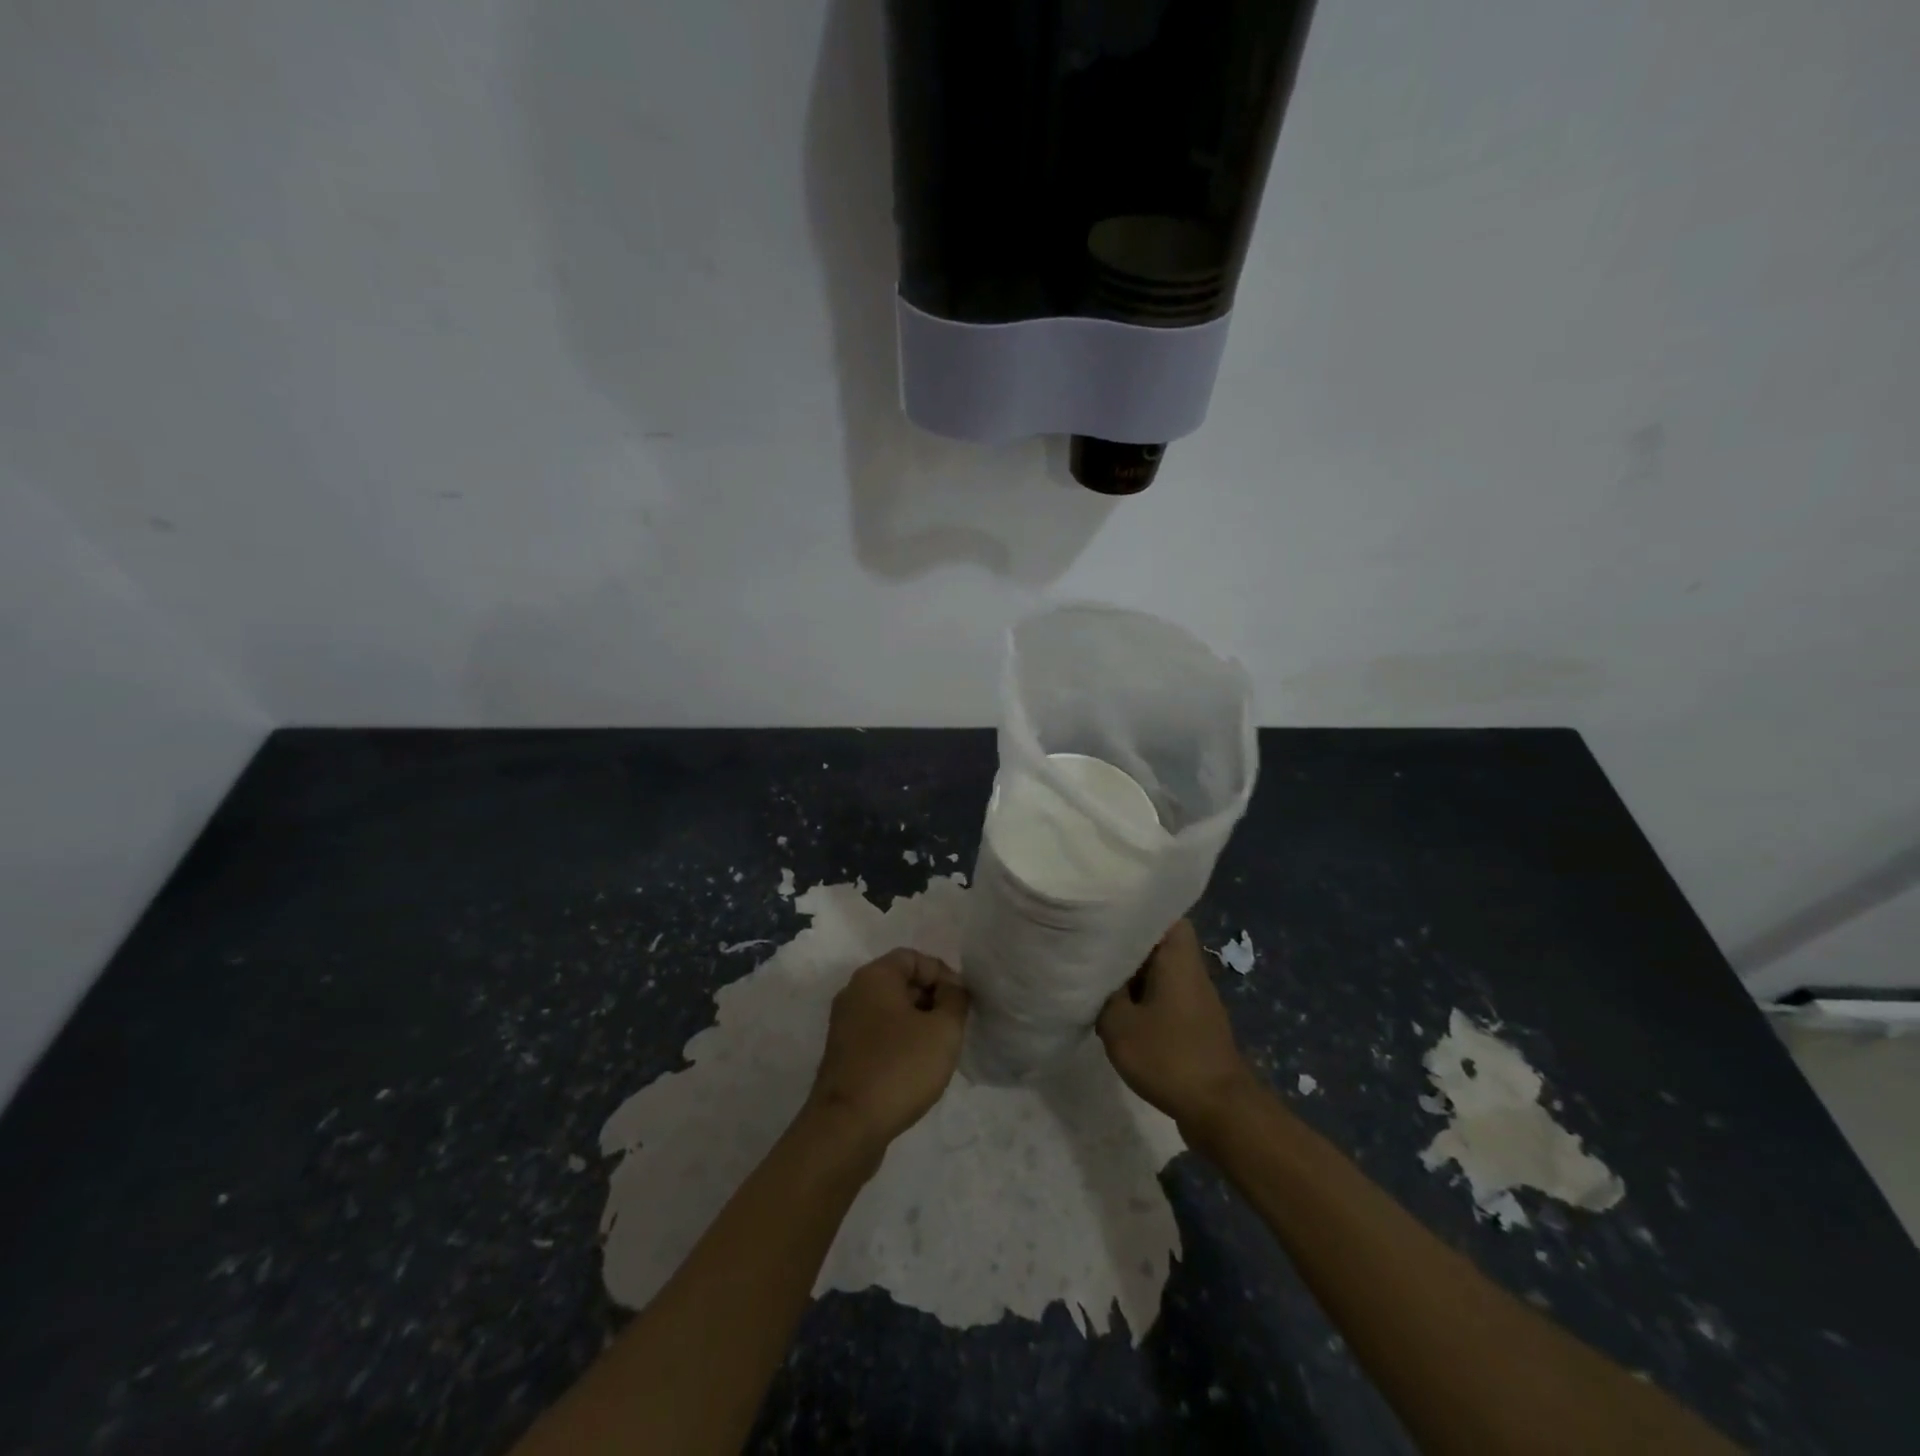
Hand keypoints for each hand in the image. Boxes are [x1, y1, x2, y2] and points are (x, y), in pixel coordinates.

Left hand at [806, 949, 969, 1149]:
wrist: (846, 1127)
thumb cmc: (899, 1068)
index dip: (943, 974)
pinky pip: (879, 1035)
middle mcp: (854, 993)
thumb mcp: (943, 1030)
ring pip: (890, 1011)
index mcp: (874, 977)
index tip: (961, 1004)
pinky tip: (915, 1070)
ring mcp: (844, 1025)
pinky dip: (900, 1043)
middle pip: (901, 982)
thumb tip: (953, 989)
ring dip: (918, 1024)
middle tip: (953, 1028)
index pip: (914, 957)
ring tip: (938, 1051)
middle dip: (932, 1000)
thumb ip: (956, 1000)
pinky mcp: (843, 1055)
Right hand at [1098, 920, 1257, 1131]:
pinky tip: (1117, 1012)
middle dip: (1126, 942)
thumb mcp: (1118, 1024)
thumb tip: (1095, 976)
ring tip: (1097, 976)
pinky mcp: (1194, 1023)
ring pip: (1160, 970)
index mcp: (1177, 957)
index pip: (1162, 913)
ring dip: (1132, 974)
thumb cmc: (1169, 1056)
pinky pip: (1164, 996)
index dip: (1135, 909)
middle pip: (1158, 942)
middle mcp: (1190, 969)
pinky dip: (1142, 998)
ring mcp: (1195, 997)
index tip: (1106, 911)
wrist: (1219, 1109)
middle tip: (1092, 943)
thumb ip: (1102, 994)